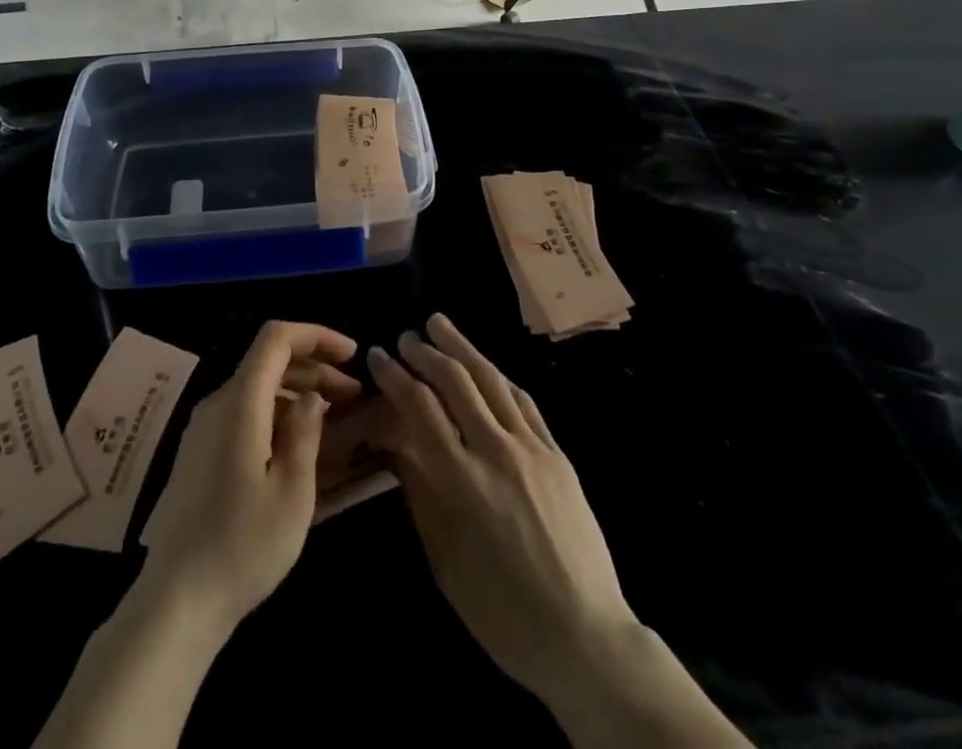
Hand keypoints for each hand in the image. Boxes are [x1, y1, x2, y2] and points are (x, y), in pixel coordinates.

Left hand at [140, 320, 360, 629]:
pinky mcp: (199, 453)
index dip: (316, 335)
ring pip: (256, 387)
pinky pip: (244, 413)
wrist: (176, 601)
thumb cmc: (243, 545)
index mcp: (240, 403)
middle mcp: (217, 403)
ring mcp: (204, 428)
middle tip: (353, 394)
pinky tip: (299, 443)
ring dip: (297, 391)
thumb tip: (312, 397)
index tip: (352, 354)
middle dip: (314, 367)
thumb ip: (305, 432)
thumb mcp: (293, 491)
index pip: (276, 338)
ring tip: (334, 417)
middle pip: (268, 361)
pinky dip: (276, 413)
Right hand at [368, 314, 635, 706]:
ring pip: (491, 380)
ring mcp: (533, 449)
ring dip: (462, 347)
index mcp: (462, 482)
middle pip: (455, 382)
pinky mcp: (557, 454)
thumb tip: (396, 442)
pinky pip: (524, 401)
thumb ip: (420, 492)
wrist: (584, 637)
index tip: (376, 356)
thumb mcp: (445, 560)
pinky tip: (485, 365)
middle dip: (424, 352)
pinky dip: (498, 376)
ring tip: (439, 324)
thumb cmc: (502, 612)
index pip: (420, 407)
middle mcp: (497, 452)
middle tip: (404, 337)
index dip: (395, 375)